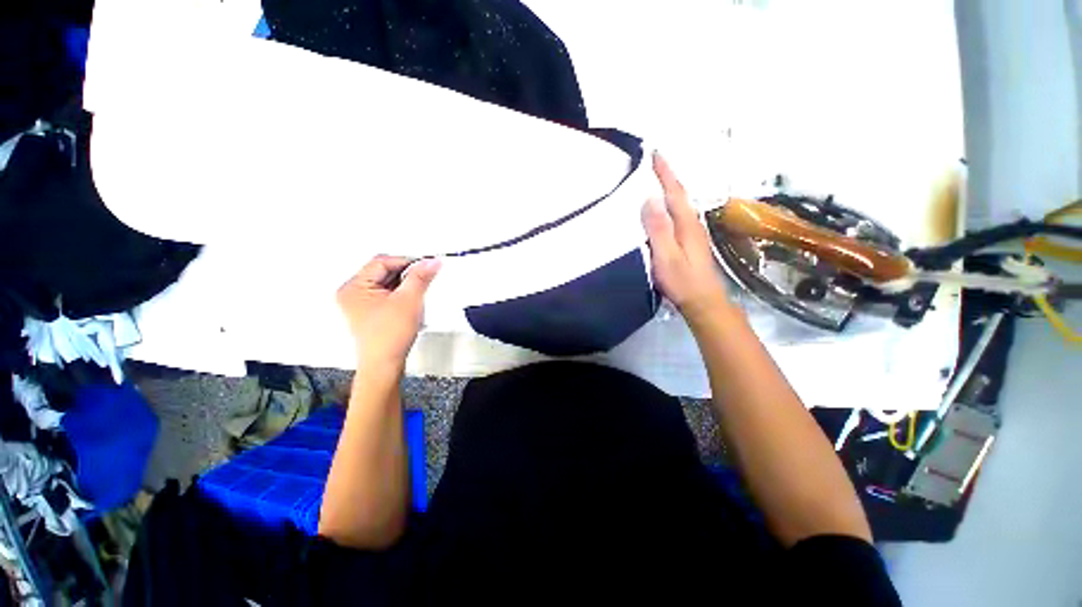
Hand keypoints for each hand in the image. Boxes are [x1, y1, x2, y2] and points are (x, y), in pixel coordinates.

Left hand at [337, 256, 440, 369]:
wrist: (384, 364)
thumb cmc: (388, 337)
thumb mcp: (409, 300)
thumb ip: (420, 277)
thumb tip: (431, 262)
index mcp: (354, 287)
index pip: (383, 262)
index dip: (407, 261)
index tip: (426, 264)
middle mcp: (352, 293)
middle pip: (383, 271)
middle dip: (407, 273)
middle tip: (426, 275)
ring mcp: (360, 304)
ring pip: (387, 283)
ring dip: (405, 283)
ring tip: (419, 291)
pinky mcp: (370, 312)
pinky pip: (387, 294)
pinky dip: (401, 293)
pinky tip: (412, 300)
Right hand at [641, 152, 727, 323]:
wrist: (702, 301)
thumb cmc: (682, 281)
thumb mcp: (666, 256)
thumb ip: (658, 229)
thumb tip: (650, 199)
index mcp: (686, 224)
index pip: (675, 192)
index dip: (665, 172)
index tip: (655, 153)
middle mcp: (692, 224)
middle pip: (679, 195)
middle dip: (667, 177)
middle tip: (652, 164)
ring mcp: (692, 234)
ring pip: (680, 205)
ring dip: (669, 191)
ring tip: (655, 181)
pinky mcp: (689, 243)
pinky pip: (677, 217)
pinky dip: (669, 206)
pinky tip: (662, 210)